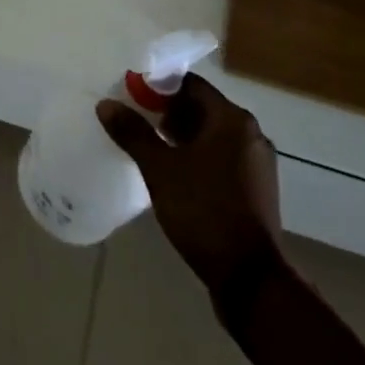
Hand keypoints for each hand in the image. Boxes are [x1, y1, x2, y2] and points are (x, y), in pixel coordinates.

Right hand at [98, 74, 284, 295]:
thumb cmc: (204, 212)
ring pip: (213, 136)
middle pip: (203, 109)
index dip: (158, 87)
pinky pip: (223, 159)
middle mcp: (251, 133)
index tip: (132, 98)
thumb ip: (133, 133)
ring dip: (183, 138)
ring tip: (151, 150)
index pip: (190, 85)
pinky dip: (200, 158)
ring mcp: (258, 163)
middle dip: (168, 114)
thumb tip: (106, 104)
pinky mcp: (258, 189)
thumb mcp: (160, 170)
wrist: (250, 280)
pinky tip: (177, 175)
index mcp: (232, 119)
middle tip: (137, 124)